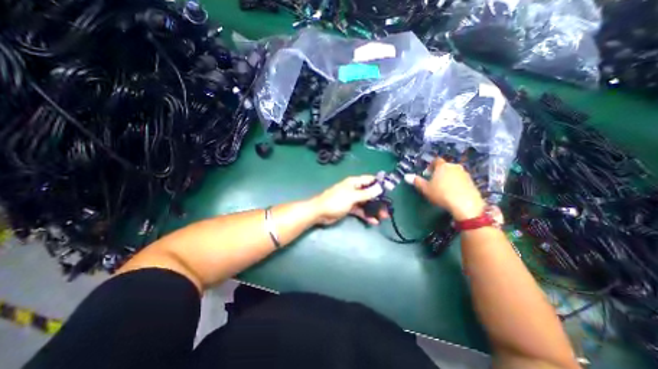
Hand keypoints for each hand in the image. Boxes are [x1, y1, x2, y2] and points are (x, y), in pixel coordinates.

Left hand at [311, 174, 386, 223]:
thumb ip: (366, 193)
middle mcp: (354, 189)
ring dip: (374, 209)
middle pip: (369, 193)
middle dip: (379, 201)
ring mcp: (352, 199)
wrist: (320, 212)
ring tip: (383, 217)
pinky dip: (366, 215)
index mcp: (354, 183)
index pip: (369, 180)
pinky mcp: (349, 208)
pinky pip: (360, 211)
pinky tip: (373, 221)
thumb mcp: (352, 196)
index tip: (389, 190)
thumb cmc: (335, 201)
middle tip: (388, 210)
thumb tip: (380, 187)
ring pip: (366, 203)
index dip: (380, 184)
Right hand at [403, 157, 483, 220]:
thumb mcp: (425, 189)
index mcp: (442, 166)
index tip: (427, 174)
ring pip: (454, 173)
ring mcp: (465, 174)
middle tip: (434, 182)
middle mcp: (455, 167)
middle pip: (446, 167)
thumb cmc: (441, 194)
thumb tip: (406, 176)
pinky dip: (456, 184)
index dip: (431, 166)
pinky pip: (461, 180)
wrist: (466, 204)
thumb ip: (416, 181)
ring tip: (443, 189)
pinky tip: (453, 194)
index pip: (436, 161)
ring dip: (448, 178)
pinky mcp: (472, 183)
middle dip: (440, 173)